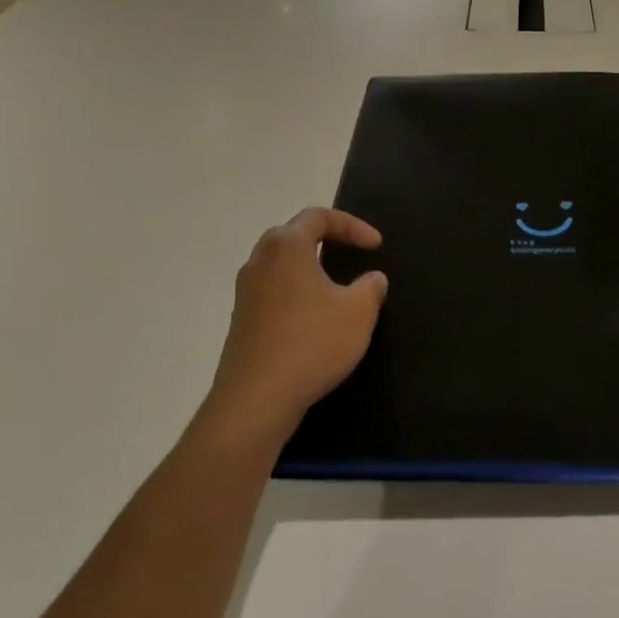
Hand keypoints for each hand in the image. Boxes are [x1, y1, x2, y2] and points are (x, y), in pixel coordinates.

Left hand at [207, 208, 388, 448]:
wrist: (256, 400)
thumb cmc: (312, 343)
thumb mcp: (359, 312)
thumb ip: (371, 287)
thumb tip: (371, 279)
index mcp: (286, 247)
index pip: (319, 217)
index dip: (352, 226)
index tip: (376, 246)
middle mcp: (259, 262)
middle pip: (293, 235)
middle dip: (326, 239)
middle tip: (352, 254)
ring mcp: (245, 293)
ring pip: (281, 265)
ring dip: (310, 268)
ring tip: (337, 285)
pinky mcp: (242, 322)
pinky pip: (273, 292)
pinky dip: (297, 293)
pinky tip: (315, 318)